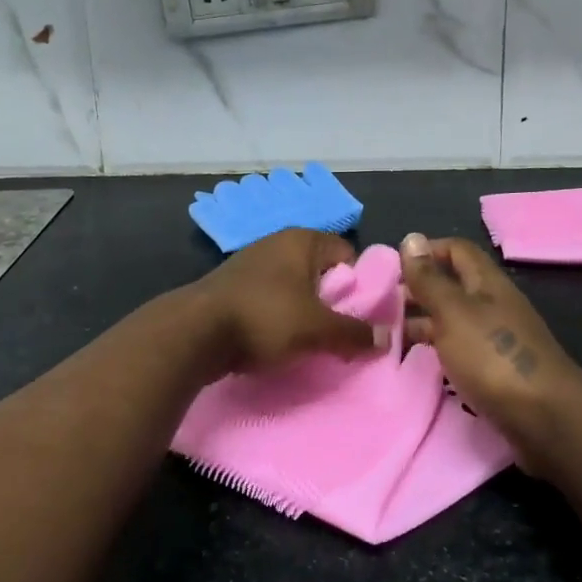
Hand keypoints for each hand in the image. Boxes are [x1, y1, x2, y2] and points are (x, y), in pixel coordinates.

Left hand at [191, 229, 377, 374]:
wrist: (194, 332)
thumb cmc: (265, 317)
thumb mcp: (317, 329)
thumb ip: (354, 333)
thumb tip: (386, 339)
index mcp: (302, 239)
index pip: (347, 254)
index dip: (359, 284)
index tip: (362, 315)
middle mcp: (277, 242)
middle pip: (321, 271)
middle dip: (332, 301)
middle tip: (339, 332)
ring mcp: (251, 262)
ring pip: (294, 286)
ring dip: (304, 311)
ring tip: (310, 341)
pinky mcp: (232, 285)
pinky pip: (269, 298)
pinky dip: (278, 316)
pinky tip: (278, 340)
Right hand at [398, 234, 581, 462]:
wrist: (545, 419)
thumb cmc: (494, 356)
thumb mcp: (454, 312)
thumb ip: (430, 279)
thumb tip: (411, 238)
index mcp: (487, 283)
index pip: (456, 250)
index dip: (425, 252)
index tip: (391, 268)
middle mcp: (493, 306)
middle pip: (452, 286)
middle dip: (417, 291)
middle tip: (380, 305)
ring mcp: (495, 340)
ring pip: (452, 321)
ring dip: (422, 324)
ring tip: (386, 336)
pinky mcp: (494, 372)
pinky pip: (458, 352)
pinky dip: (435, 353)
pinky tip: (414, 364)